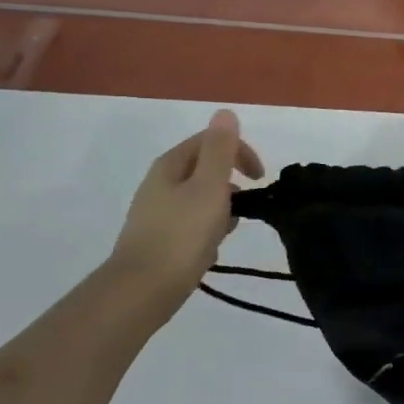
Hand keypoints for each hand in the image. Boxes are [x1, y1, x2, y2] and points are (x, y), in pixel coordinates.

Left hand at [107, 110, 263, 306]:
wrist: (142, 290)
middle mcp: (159, 183)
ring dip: (222, 206)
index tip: (260, 177)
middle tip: (247, 205)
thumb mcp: (209, 186)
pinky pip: (191, 221)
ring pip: (200, 196)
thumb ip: (220, 149)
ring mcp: (156, 211)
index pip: (210, 141)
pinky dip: (208, 226)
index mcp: (170, 165)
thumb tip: (225, 112)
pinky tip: (212, 247)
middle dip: (232, 182)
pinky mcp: (158, 237)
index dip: (240, 152)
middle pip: (204, 168)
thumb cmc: (182, 234)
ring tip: (229, 229)